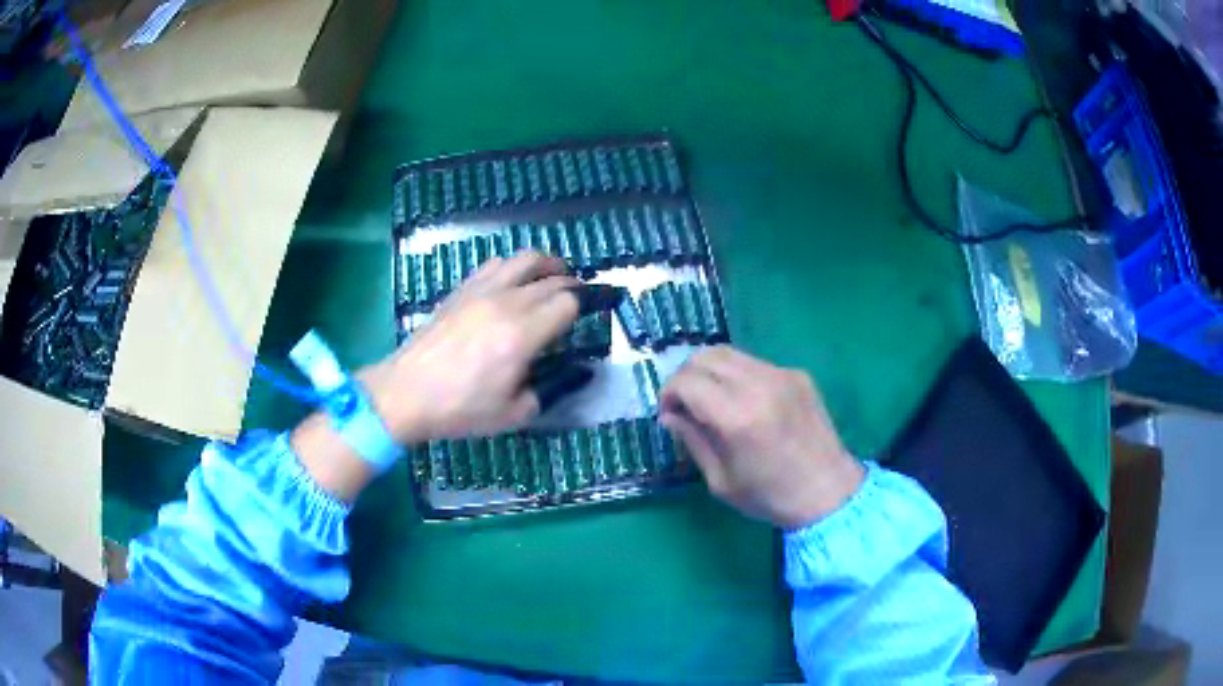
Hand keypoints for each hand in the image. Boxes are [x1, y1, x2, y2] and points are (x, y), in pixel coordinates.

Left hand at [361, 252, 579, 442]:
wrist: (405, 392)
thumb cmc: (460, 409)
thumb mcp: (514, 413)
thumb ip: (553, 389)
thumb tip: (578, 371)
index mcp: (522, 334)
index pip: (569, 302)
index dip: (591, 303)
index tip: (604, 307)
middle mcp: (506, 302)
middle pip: (553, 279)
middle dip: (576, 286)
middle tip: (586, 298)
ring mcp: (481, 290)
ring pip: (525, 259)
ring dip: (549, 264)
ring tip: (557, 277)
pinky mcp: (462, 289)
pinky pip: (497, 264)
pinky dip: (516, 266)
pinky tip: (517, 281)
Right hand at [659, 346, 864, 529]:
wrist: (829, 493)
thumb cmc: (770, 496)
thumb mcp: (721, 480)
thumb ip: (693, 441)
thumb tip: (669, 416)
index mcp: (737, 417)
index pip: (687, 381)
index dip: (668, 393)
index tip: (668, 413)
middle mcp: (759, 385)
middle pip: (705, 356)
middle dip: (685, 376)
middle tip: (685, 403)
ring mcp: (782, 375)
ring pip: (730, 353)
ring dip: (710, 371)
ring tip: (711, 399)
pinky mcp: (798, 375)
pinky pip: (755, 364)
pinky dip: (738, 375)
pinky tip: (744, 402)